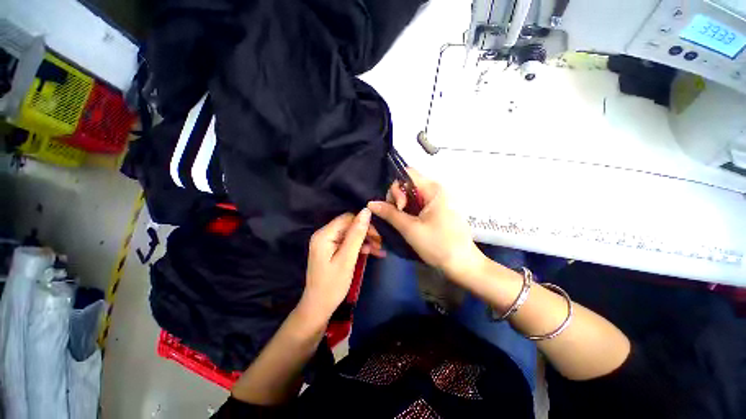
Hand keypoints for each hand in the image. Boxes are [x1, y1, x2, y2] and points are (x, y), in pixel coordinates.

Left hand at [300, 209, 377, 321]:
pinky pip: (347, 243)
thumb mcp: (347, 258)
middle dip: (366, 233)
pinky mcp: (330, 250)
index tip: (378, 236)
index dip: (364, 224)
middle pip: (349, 226)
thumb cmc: (333, 285)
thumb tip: (366, 211)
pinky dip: (359, 247)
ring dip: (365, 240)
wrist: (318, 307)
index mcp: (324, 234)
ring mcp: (326, 243)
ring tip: (379, 250)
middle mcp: (324, 235)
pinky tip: (370, 252)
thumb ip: (357, 234)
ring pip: (350, 234)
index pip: (348, 218)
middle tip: (380, 244)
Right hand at [368, 169, 484, 279]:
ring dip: (402, 206)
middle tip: (398, 217)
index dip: (396, 187)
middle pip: (409, 184)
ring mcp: (438, 200)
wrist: (463, 264)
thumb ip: (390, 213)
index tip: (398, 207)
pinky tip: (408, 222)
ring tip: (402, 222)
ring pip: (412, 195)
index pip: (407, 173)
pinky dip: (410, 211)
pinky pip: (419, 203)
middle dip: (398, 198)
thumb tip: (371, 203)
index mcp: (433, 189)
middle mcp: (437, 190)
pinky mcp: (438, 209)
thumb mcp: (410, 229)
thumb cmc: (438, 245)